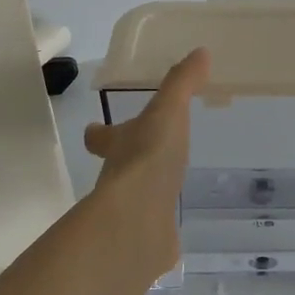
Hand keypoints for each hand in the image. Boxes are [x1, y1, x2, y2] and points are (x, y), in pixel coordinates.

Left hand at [83, 48, 209, 276]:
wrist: (139, 220)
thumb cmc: (149, 156)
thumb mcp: (168, 111)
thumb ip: (182, 83)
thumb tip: (200, 52)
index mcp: (119, 146)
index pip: (102, 137)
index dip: (99, 133)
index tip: (94, 130)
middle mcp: (118, 179)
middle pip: (116, 168)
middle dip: (125, 162)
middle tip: (141, 157)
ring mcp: (131, 213)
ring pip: (134, 199)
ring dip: (144, 192)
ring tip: (164, 188)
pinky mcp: (146, 242)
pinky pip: (153, 232)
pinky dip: (159, 230)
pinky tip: (172, 232)